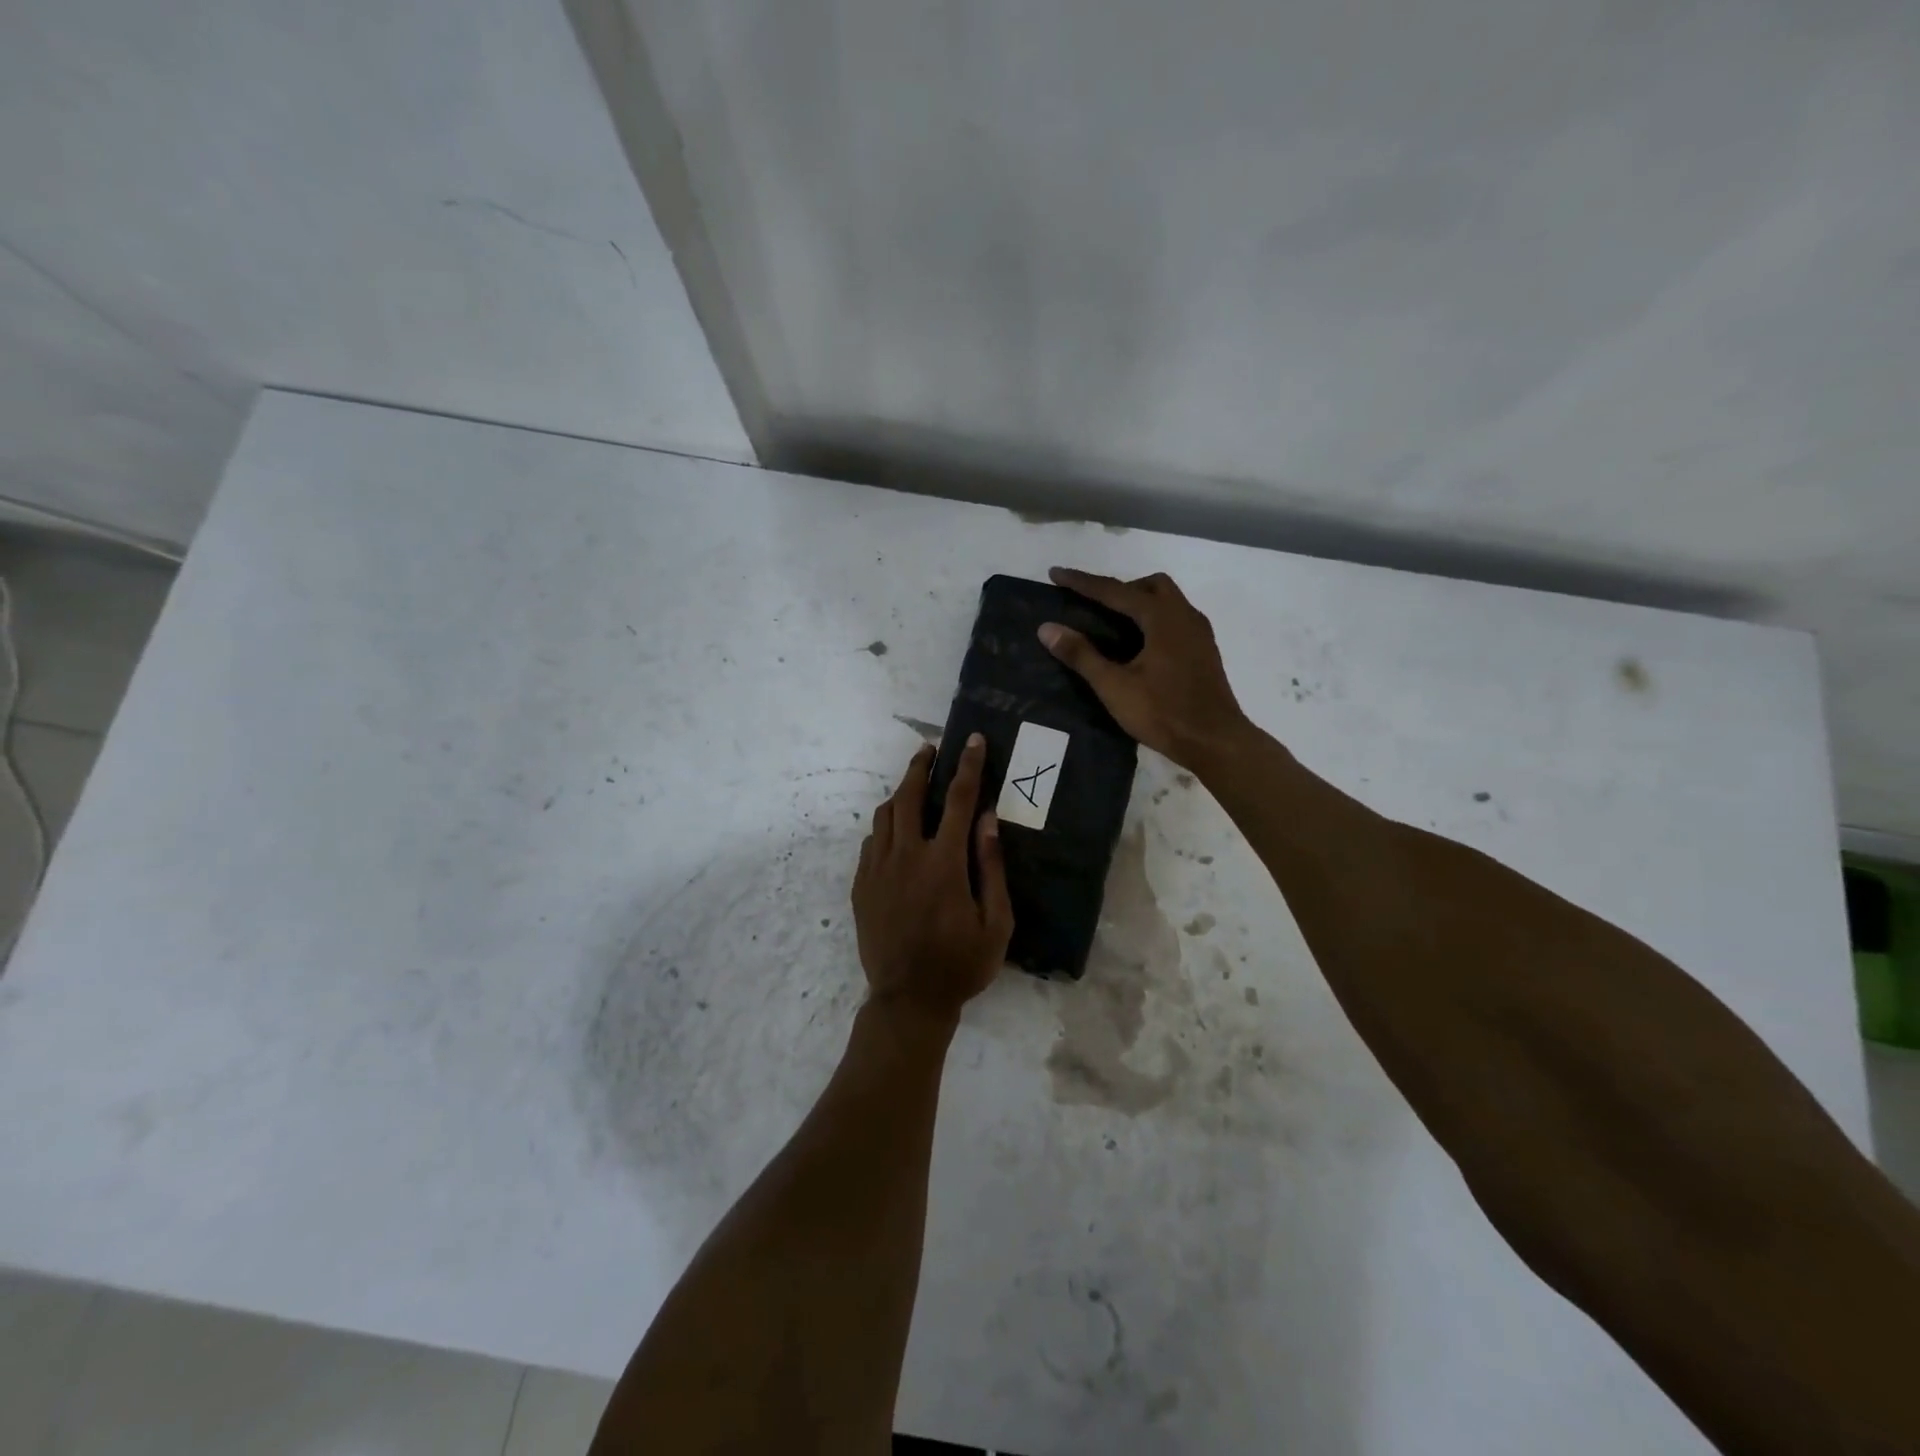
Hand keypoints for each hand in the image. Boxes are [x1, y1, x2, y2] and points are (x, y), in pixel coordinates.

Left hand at [852, 735, 1013, 1026]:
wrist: (908, 1000)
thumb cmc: (961, 964)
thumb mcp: (996, 922)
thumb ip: (991, 866)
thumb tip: (987, 819)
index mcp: (943, 863)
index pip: (958, 799)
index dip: (968, 766)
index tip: (972, 740)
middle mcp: (905, 856)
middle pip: (909, 795)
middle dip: (921, 766)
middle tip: (931, 750)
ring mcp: (877, 869)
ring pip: (884, 815)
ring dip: (901, 792)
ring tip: (915, 786)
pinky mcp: (861, 885)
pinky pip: (871, 841)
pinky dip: (885, 826)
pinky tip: (896, 831)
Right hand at [1039, 567, 1248, 768]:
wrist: (1215, 741)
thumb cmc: (1163, 713)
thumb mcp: (1114, 686)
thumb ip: (1081, 654)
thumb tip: (1047, 628)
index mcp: (1162, 617)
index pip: (1114, 591)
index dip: (1082, 582)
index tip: (1055, 574)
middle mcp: (1184, 615)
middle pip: (1149, 585)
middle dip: (1118, 588)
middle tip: (1092, 605)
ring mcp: (1198, 633)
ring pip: (1167, 600)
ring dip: (1138, 602)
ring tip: (1112, 625)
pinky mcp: (1204, 650)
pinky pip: (1175, 619)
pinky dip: (1153, 619)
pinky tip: (1139, 645)